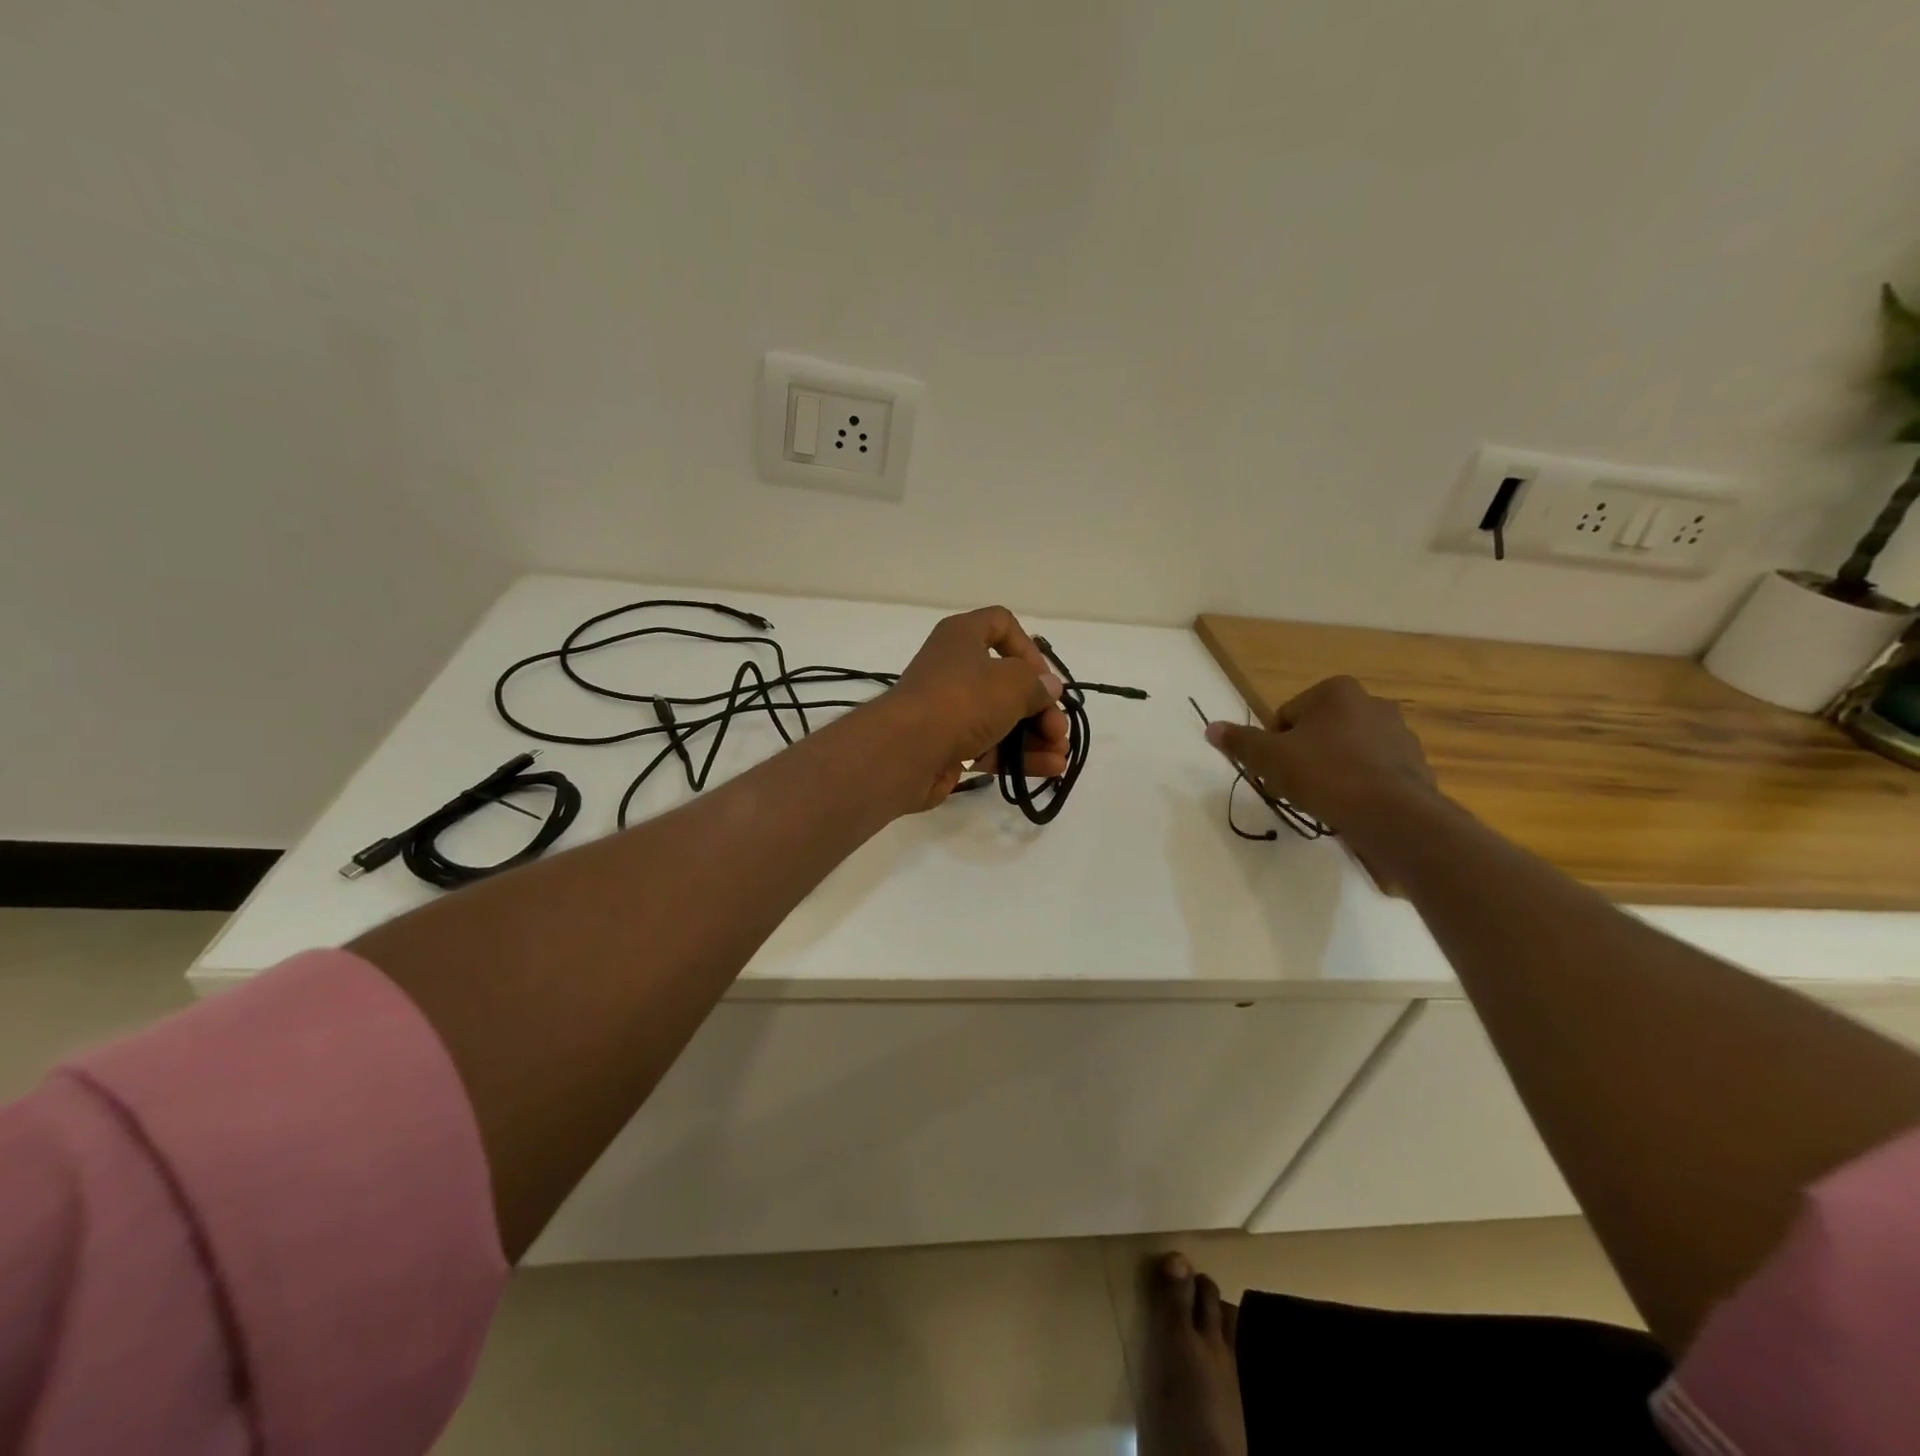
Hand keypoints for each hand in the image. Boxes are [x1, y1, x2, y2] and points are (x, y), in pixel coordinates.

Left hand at [888, 606, 1068, 811]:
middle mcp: (954, 668)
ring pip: (1001, 718)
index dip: (1029, 649)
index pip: (1001, 624)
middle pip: (1008, 681)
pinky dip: (1019, 757)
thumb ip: (1037, 686)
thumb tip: (1049, 690)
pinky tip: (1049, 769)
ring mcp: (949, 710)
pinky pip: (991, 747)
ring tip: (1061, 756)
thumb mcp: (1012, 684)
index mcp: (962, 637)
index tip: (1045, 680)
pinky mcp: (948, 746)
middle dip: (1040, 707)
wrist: (906, 751)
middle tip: (1058, 730)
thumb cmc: (961, 700)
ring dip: (1035, 736)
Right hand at [1204, 676, 1438, 833]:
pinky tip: (1350, 808)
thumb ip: (1240, 741)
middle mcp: (1372, 703)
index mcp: (1336, 691)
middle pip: (1318, 731)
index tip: (1275, 771)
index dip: (1274, 745)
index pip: (1286, 716)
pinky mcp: (1415, 765)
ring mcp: (1399, 734)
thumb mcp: (1269, 758)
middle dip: (1304, 756)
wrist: (1391, 815)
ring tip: (1323, 800)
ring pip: (1347, 751)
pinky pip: (1374, 772)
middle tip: (1295, 787)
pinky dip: (1359, 786)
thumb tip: (1211, 727)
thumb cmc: (1323, 774)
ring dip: (1332, 770)